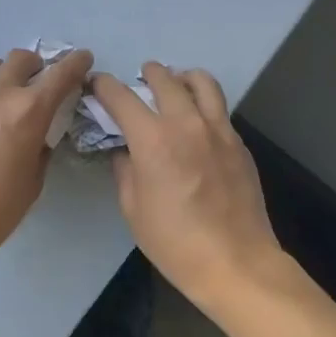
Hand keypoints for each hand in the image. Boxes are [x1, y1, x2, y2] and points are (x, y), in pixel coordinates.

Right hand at [91, 63, 286, 315]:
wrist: (235, 262)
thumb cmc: (174, 241)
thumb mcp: (132, 208)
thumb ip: (125, 169)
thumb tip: (125, 150)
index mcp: (153, 139)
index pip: (121, 96)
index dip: (104, 86)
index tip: (96, 85)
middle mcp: (186, 123)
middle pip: (164, 79)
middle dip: (146, 74)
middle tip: (138, 82)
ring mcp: (218, 130)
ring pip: (201, 82)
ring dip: (182, 77)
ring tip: (174, 84)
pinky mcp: (239, 143)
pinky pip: (219, 109)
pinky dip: (203, 103)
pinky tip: (196, 122)